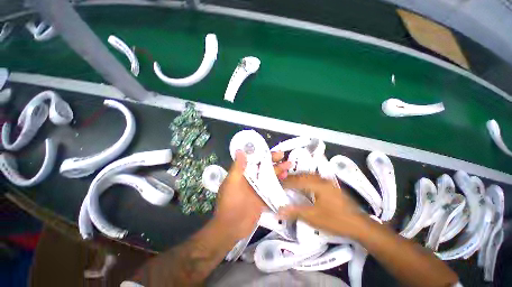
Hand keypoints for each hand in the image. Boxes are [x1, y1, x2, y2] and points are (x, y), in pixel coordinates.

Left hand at [214, 150, 290, 240]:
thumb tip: (240, 150)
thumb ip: (237, 167)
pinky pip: (272, 188)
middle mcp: (250, 179)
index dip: (263, 154)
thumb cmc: (230, 202)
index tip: (271, 150)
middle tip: (283, 156)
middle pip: (263, 167)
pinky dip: (279, 183)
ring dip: (278, 170)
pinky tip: (286, 179)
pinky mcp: (263, 197)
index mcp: (242, 173)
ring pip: (269, 176)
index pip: (254, 160)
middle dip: (273, 161)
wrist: (232, 226)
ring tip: (288, 165)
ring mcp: (257, 188)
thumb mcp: (232, 182)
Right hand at [278, 174, 366, 238]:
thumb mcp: (313, 217)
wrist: (359, 225)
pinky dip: (306, 181)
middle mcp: (322, 180)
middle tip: (282, 182)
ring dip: (299, 178)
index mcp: (317, 184)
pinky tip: (305, 186)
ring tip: (291, 183)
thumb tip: (279, 210)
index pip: (297, 180)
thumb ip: (295, 211)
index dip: (286, 182)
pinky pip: (315, 179)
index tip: (277, 185)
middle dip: (292, 178)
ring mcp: (328, 182)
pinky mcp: (331, 187)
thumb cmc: (335, 220)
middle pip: (303, 175)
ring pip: (309, 176)